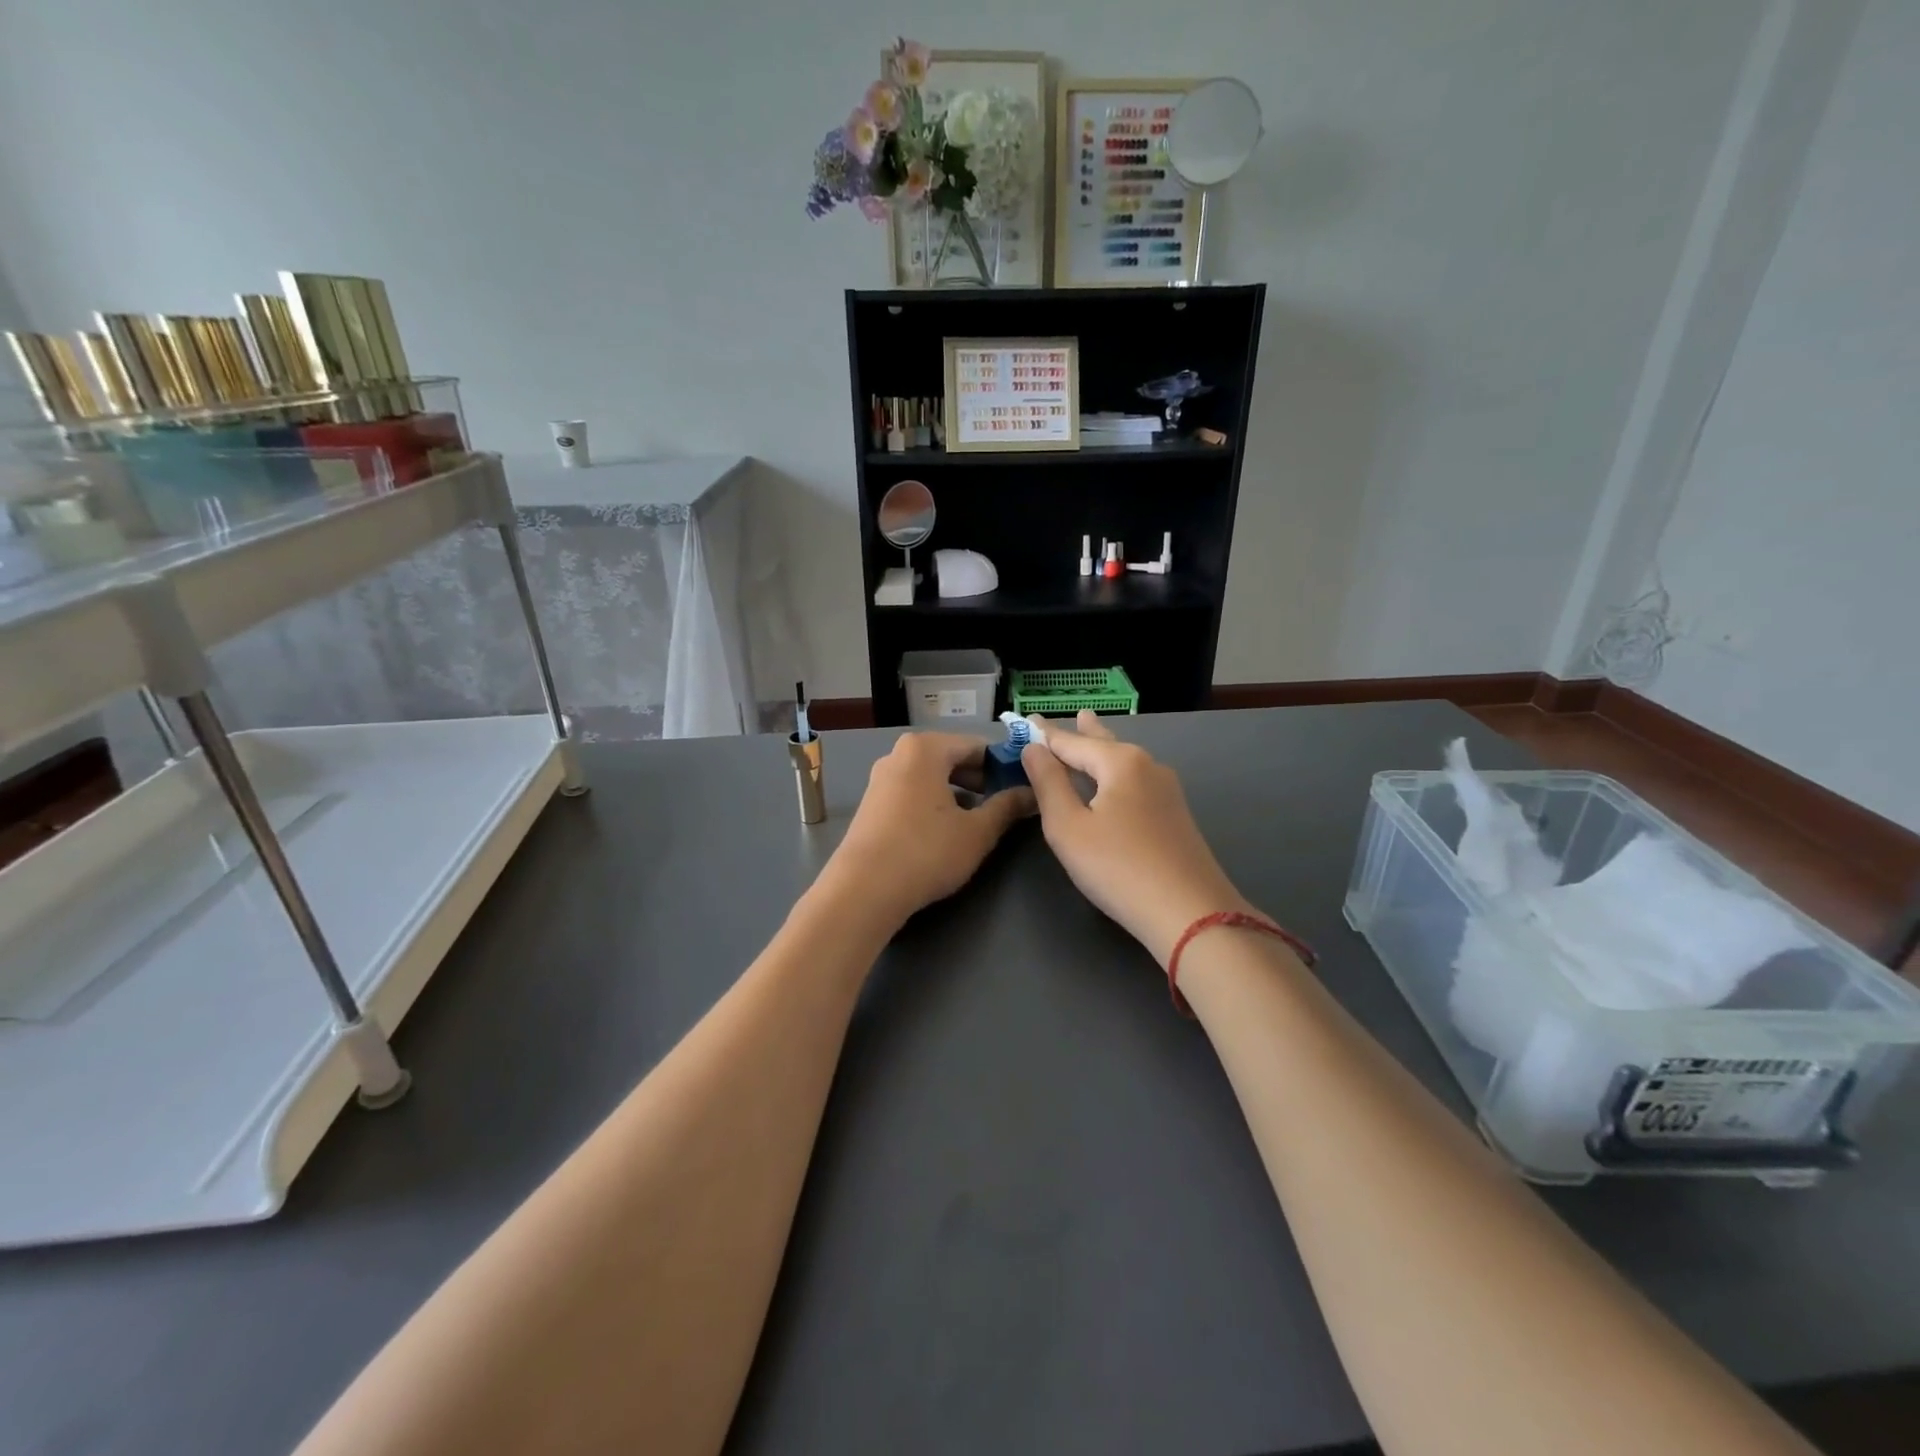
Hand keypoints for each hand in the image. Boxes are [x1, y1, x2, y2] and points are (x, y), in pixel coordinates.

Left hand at [819, 732, 1035, 928]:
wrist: (863, 890)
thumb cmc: (926, 852)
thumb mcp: (977, 832)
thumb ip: (1007, 807)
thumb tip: (1033, 794)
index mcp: (925, 748)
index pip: (978, 746)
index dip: (1004, 766)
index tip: (1025, 787)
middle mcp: (899, 754)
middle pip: (952, 758)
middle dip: (981, 779)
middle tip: (1006, 805)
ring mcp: (881, 779)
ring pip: (932, 777)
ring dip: (958, 793)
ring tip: (979, 819)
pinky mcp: (871, 804)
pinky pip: (913, 792)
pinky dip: (934, 803)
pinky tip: (946, 830)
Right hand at [1021, 712, 1253, 964]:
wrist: (1190, 914)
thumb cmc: (1118, 867)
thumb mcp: (1068, 827)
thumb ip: (1048, 783)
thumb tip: (1034, 748)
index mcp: (1120, 762)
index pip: (1071, 741)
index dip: (1045, 733)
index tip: (1025, 719)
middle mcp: (1148, 766)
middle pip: (1106, 744)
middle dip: (1084, 732)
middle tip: (1074, 714)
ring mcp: (1167, 792)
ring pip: (1124, 763)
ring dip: (1103, 751)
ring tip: (1092, 733)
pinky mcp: (1175, 817)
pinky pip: (1136, 783)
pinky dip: (1116, 774)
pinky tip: (1115, 782)